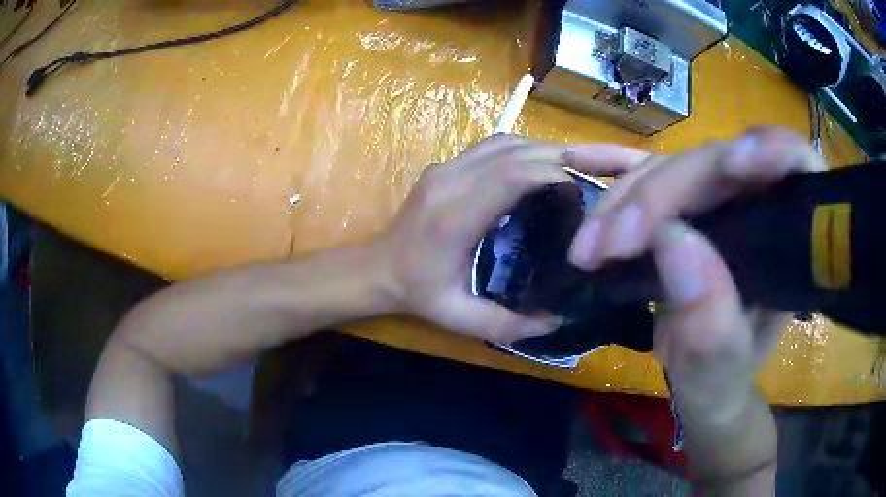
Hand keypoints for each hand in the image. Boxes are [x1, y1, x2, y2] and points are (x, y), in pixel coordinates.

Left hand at [377, 135, 646, 342]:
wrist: (377, 268)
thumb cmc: (417, 293)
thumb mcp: (460, 318)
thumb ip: (509, 323)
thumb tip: (558, 320)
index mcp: (454, 217)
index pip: (513, 175)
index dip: (557, 172)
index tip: (593, 187)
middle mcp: (451, 181)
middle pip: (517, 151)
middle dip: (569, 153)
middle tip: (610, 163)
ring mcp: (446, 167)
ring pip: (508, 141)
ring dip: (550, 148)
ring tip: (587, 163)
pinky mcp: (447, 164)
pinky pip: (496, 145)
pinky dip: (528, 149)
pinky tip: (549, 164)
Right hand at [568, 127, 825, 421]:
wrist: (701, 383)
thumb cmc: (723, 381)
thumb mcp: (720, 366)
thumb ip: (710, 320)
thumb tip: (672, 239)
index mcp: (790, 240)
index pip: (796, 165)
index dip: (770, 150)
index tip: (734, 167)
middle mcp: (757, 206)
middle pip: (715, 162)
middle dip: (661, 195)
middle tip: (612, 243)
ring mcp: (717, 201)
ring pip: (670, 167)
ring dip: (625, 202)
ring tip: (589, 251)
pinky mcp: (682, 206)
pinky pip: (644, 183)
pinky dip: (612, 204)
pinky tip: (589, 233)